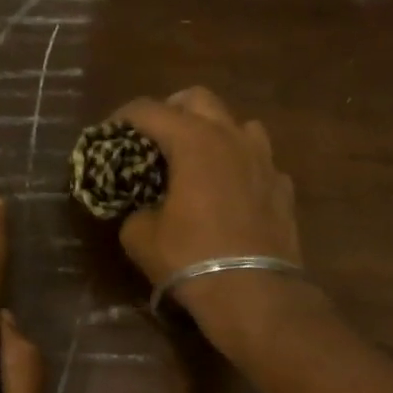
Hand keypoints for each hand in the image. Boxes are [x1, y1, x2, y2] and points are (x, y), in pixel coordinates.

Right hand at [113, 87, 308, 344]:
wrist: (253, 293)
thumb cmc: (190, 258)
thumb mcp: (141, 237)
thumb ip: (134, 210)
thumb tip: (140, 207)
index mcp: (193, 141)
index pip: (149, 110)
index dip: (123, 117)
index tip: (110, 133)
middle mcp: (232, 137)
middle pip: (198, 99)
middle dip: (171, 109)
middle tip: (155, 135)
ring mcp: (264, 160)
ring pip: (238, 124)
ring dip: (214, 131)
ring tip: (199, 158)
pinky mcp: (283, 187)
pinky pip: (259, 162)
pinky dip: (241, 167)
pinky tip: (232, 191)